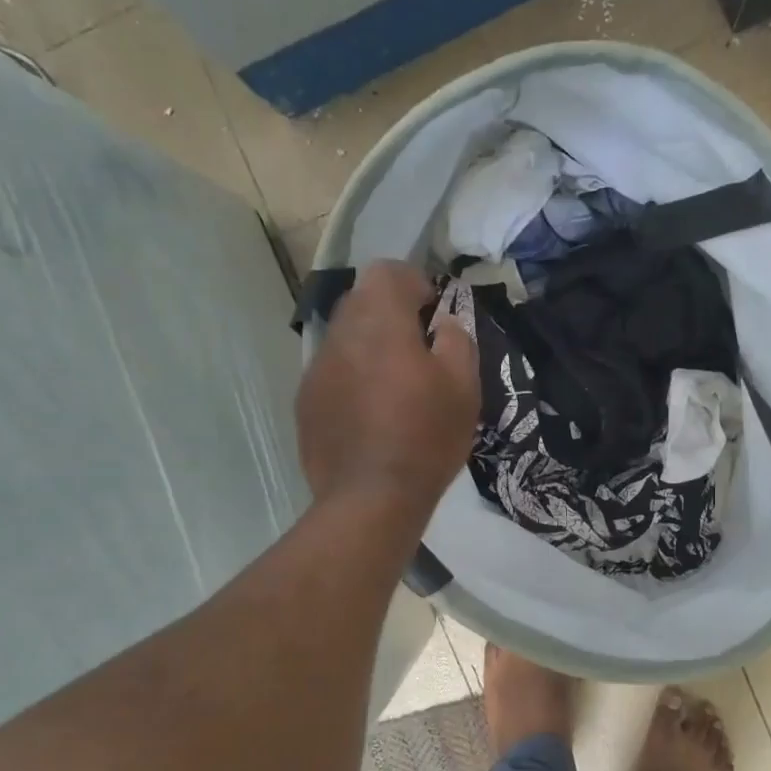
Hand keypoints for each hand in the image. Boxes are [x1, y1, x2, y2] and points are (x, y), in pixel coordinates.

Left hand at [297, 260, 479, 515]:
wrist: (370, 499)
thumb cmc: (426, 438)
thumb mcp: (464, 386)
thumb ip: (456, 340)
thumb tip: (442, 324)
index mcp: (379, 322)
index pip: (388, 272)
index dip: (415, 284)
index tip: (433, 315)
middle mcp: (339, 335)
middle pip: (362, 301)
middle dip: (391, 314)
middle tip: (419, 350)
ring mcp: (316, 369)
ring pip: (345, 338)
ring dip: (370, 347)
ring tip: (394, 386)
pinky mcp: (306, 402)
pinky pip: (333, 372)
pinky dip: (352, 378)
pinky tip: (371, 414)